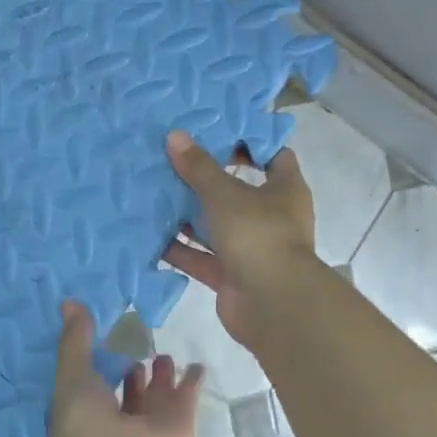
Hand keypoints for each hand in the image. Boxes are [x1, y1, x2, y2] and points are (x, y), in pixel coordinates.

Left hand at [49, 302, 204, 436]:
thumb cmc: (86, 423)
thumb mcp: (73, 375)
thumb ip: (76, 340)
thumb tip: (68, 301)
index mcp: (86, 413)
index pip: (92, 385)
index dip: (97, 364)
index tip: (104, 337)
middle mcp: (118, 422)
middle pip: (128, 391)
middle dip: (131, 370)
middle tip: (136, 345)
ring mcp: (150, 425)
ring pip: (157, 395)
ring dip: (160, 376)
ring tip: (162, 356)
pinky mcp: (179, 424)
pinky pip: (187, 395)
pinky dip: (192, 381)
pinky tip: (197, 365)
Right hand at [162, 130, 315, 347]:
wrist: (273, 305)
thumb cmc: (258, 235)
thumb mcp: (226, 194)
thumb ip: (199, 168)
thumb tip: (176, 136)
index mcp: (285, 190)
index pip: (273, 155)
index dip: (249, 142)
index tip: (217, 132)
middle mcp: (271, 217)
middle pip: (238, 190)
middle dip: (207, 179)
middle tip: (174, 160)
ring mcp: (251, 247)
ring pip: (217, 225)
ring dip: (189, 214)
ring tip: (155, 193)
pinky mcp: (232, 274)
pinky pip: (202, 257)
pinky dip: (180, 249)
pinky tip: (151, 235)